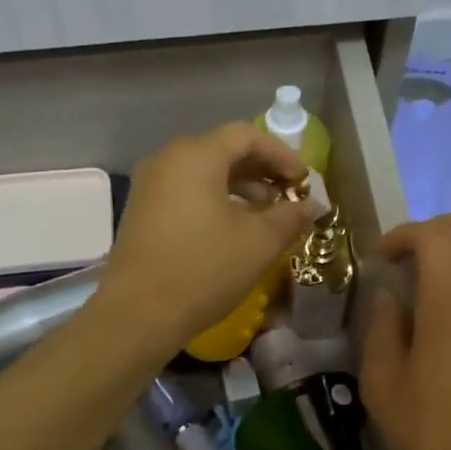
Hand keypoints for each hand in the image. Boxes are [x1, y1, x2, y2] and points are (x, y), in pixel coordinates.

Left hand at [100, 123, 314, 350]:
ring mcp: (149, 186)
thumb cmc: (205, 269)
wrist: (139, 314)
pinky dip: (214, 201)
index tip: (303, 182)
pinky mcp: (141, 213)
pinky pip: (185, 193)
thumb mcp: (259, 243)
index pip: (246, 136)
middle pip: (222, 151)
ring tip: (266, 214)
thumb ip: (290, 217)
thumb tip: (311, 206)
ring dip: (239, 188)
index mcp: (196, 155)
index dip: (281, 155)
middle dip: (261, 171)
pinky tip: (232, 229)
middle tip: (288, 195)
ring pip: (203, 173)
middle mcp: (167, 160)